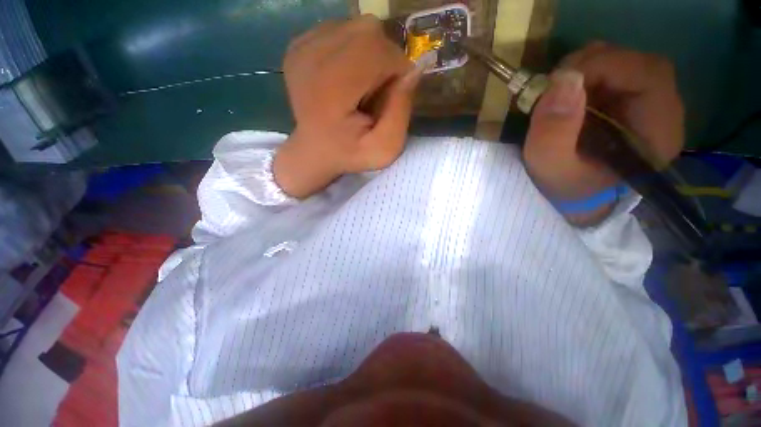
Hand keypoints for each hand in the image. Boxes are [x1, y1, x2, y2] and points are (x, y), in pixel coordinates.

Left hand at [274, 16, 420, 198]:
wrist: (315, 150)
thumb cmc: (351, 153)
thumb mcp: (385, 148)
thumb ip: (401, 113)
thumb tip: (413, 71)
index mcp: (331, 89)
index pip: (379, 51)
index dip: (397, 69)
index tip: (392, 96)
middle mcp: (311, 58)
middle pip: (369, 32)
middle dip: (385, 59)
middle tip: (377, 90)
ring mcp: (301, 47)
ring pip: (357, 27)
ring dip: (370, 54)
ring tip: (361, 85)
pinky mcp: (299, 43)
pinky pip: (342, 30)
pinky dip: (354, 49)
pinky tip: (347, 76)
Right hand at [523, 42, 683, 223]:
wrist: (574, 197)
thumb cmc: (567, 189)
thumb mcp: (552, 170)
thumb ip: (553, 134)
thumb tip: (563, 80)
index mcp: (658, 133)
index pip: (649, 74)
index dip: (604, 65)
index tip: (558, 81)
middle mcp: (662, 112)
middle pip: (637, 64)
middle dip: (591, 65)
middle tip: (552, 86)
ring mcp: (645, 104)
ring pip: (622, 63)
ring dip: (584, 70)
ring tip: (555, 95)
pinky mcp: (627, 102)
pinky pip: (610, 73)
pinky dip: (582, 77)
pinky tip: (564, 97)